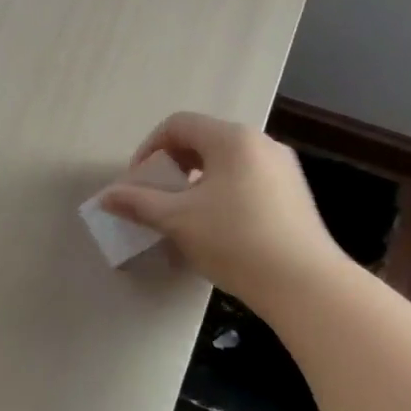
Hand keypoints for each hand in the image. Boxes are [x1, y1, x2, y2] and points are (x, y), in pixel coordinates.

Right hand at [100, 112, 344, 303]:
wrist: (304, 284)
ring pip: (225, 163)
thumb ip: (138, 203)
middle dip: (172, 167)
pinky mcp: (294, 194)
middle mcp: (261, 143)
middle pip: (203, 141)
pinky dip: (222, 194)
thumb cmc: (234, 241)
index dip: (149, 149)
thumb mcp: (177, 220)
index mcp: (232, 139)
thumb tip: (106, 196)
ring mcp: (282, 168)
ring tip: (184, 217)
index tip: (137, 184)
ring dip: (195, 183)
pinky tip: (217, 229)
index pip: (178, 125)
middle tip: (156, 199)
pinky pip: (246, 180)